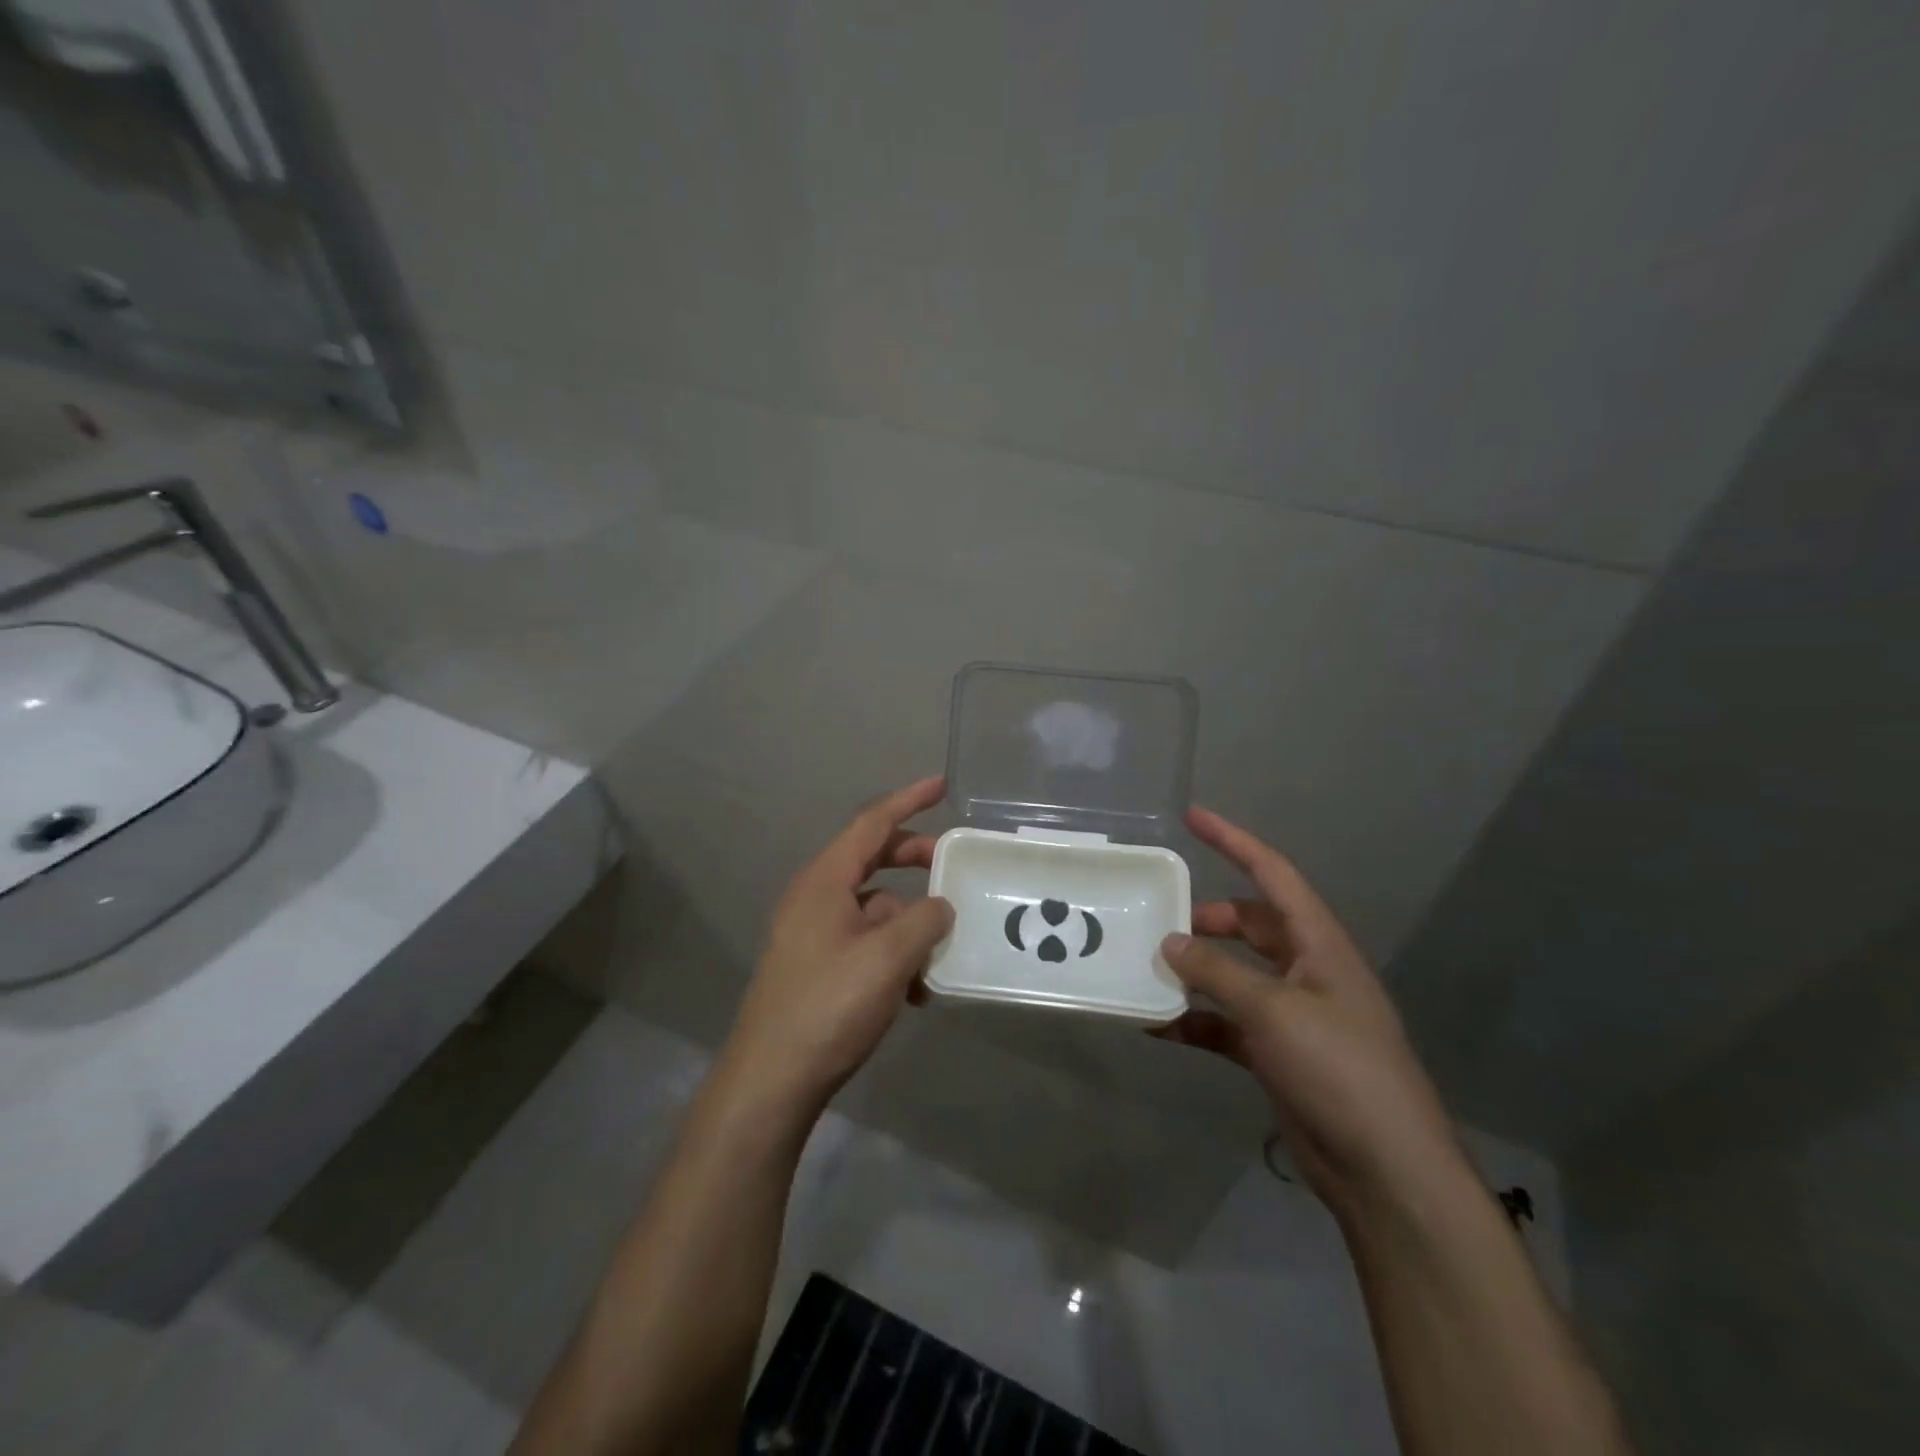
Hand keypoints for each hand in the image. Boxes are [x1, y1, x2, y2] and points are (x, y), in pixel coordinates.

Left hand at [718, 777, 953, 1115]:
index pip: (871, 824)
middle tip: (953, 865)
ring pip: (873, 908)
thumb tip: (940, 906)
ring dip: (910, 922)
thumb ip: (924, 920)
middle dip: (914, 861)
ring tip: (941, 952)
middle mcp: (815, 898)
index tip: (941, 785)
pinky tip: (916, 993)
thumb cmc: (829, 1005)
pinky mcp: (817, 967)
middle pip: (872, 861)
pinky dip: (894, 954)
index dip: (908, 800)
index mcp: (825, 881)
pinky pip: (865, 943)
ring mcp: (813, 934)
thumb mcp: (888, 957)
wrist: (772, 1080)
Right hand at [1156, 807, 1465, 1219]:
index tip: (1192, 816)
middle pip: (1249, 925)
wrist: (1384, 1170)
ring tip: (1147, 968)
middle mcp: (1306, 970)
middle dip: (1205, 919)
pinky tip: (1156, 1025)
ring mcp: (1291, 1014)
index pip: (1273, 875)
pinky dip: (1194, 1020)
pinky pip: (1225, 1022)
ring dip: (1195, 971)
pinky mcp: (1276, 1053)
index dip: (1234, 841)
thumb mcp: (1273, 1011)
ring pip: (1233, 973)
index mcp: (1318, 944)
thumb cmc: (1339, 1070)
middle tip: (1157, 921)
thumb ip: (1217, 972)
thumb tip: (1170, 942)